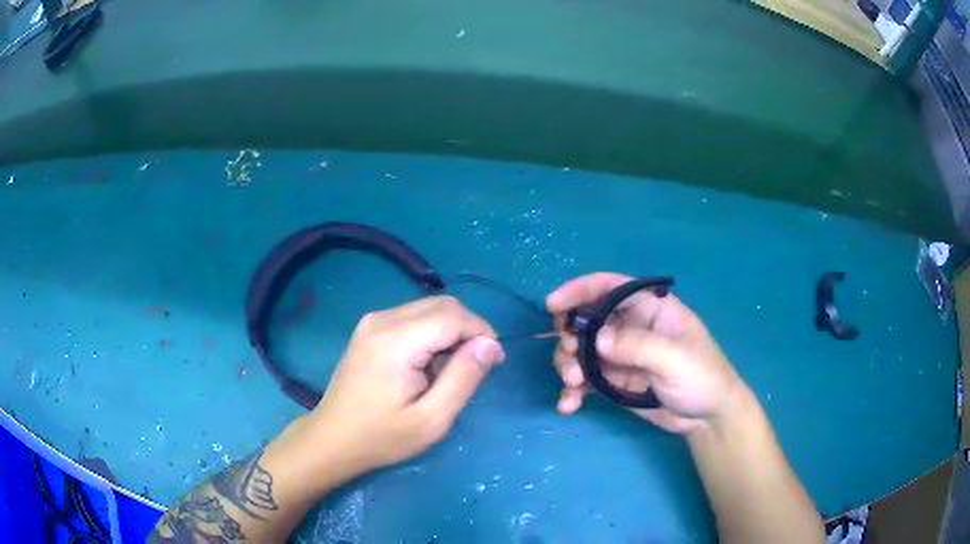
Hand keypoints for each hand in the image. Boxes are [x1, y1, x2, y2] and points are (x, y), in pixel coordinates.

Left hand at [298, 296, 504, 479]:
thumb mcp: (432, 419)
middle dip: (468, 330)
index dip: (482, 333)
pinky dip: (431, 333)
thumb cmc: (382, 437)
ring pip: (429, 308)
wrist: (332, 439)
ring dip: (450, 332)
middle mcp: (382, 319)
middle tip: (473, 369)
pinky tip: (426, 364)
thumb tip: (491, 344)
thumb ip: (464, 377)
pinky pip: (413, 317)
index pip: (454, 316)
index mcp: (396, 340)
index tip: (494, 363)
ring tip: (446, 372)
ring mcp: (372, 321)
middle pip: (443, 305)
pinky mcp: (369, 328)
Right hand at [546, 273, 746, 433]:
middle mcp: (631, 327)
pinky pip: (585, 380)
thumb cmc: (702, 378)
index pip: (610, 287)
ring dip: (569, 366)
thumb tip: (595, 339)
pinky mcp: (613, 382)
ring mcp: (620, 356)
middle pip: (587, 320)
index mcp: (650, 309)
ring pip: (580, 351)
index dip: (580, 290)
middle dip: (570, 337)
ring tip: (573, 386)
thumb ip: (638, 345)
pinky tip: (568, 405)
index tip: (553, 305)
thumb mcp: (675, 359)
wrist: (707, 419)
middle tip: (570, 358)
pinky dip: (572, 391)